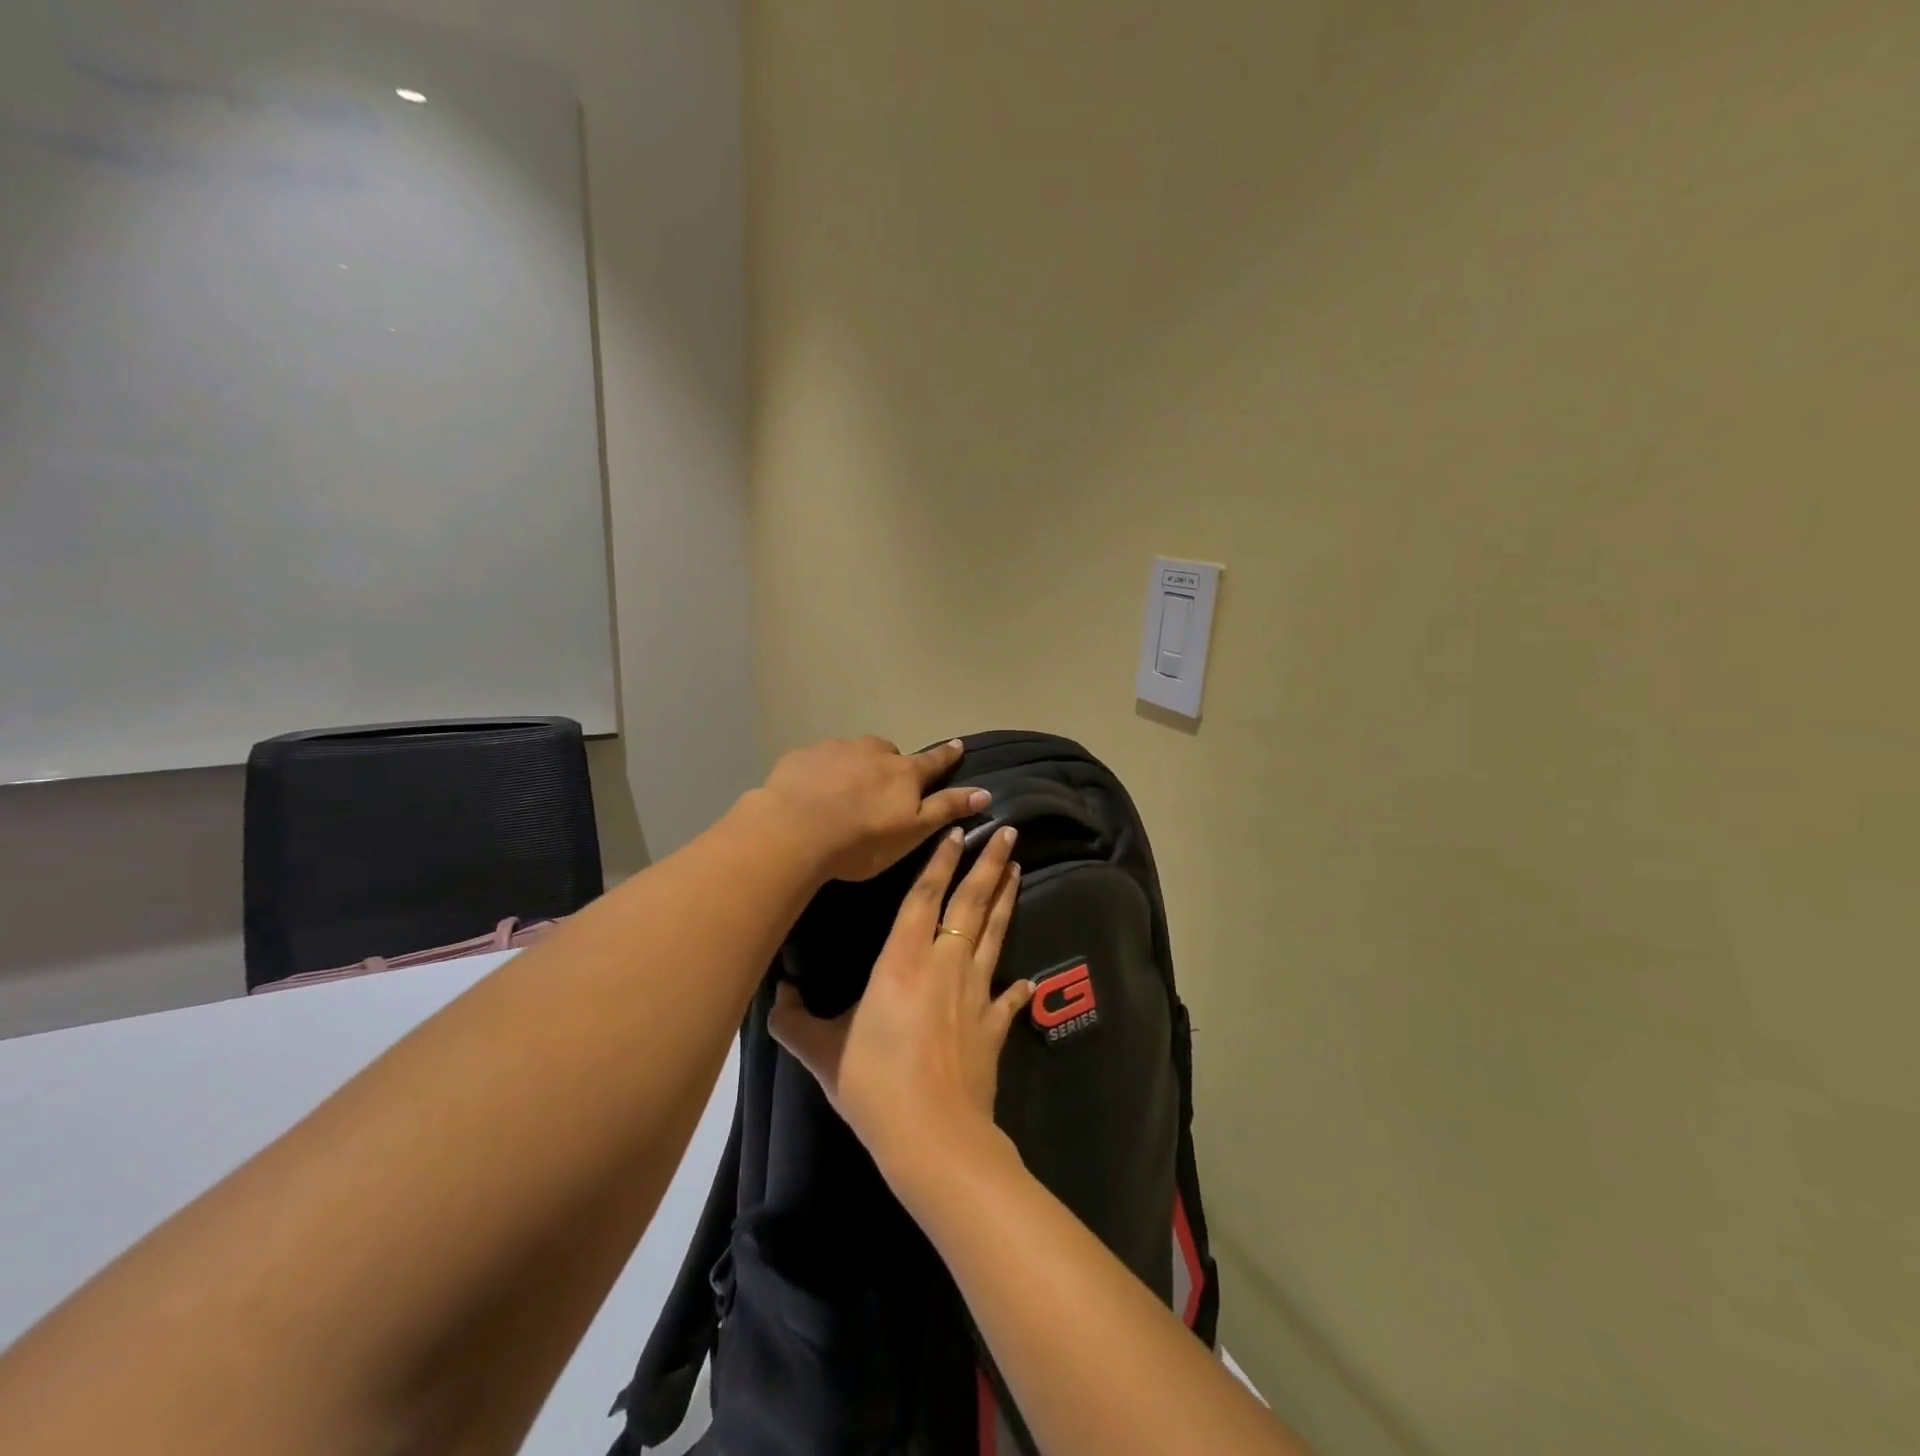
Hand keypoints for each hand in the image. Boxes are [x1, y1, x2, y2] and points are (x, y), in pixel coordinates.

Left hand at [758, 736, 989, 882]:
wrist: (794, 831)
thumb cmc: (862, 840)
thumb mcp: (912, 832)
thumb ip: (946, 809)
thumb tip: (984, 792)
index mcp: (903, 772)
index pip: (933, 761)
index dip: (947, 755)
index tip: (957, 745)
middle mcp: (873, 751)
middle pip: (889, 754)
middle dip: (889, 766)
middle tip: (880, 792)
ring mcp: (836, 749)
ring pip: (853, 754)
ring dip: (854, 767)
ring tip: (842, 795)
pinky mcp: (802, 755)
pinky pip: (819, 760)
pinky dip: (821, 772)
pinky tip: (811, 794)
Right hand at [770, 825, 1033, 1174]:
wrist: (933, 1136)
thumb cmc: (874, 1085)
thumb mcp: (823, 1053)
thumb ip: (796, 1022)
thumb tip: (775, 996)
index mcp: (903, 962)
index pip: (925, 898)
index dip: (940, 862)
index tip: (957, 832)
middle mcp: (945, 965)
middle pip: (971, 903)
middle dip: (989, 864)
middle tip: (1008, 833)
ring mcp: (975, 994)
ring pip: (994, 935)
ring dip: (1006, 901)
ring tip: (1018, 871)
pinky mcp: (993, 1027)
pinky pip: (1008, 999)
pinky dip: (1017, 988)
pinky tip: (1027, 980)